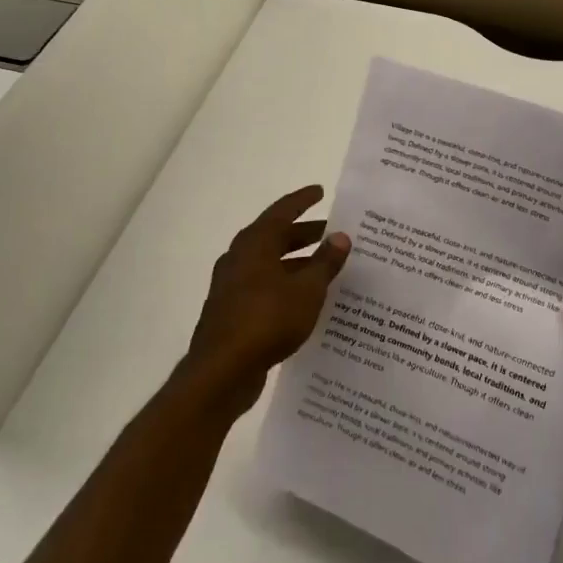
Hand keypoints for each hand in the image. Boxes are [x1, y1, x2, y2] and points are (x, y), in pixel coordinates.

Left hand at [179, 185, 351, 418]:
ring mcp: (232, 287)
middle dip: (304, 234)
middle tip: (331, 233)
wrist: (222, 371)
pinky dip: (286, 286)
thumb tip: (341, 236)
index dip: (302, 200)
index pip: (282, 211)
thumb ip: (325, 262)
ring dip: (296, 263)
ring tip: (325, 268)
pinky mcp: (232, 312)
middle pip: (275, 238)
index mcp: (255, 244)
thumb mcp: (307, 289)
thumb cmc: (267, 319)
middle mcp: (240, 259)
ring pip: (270, 265)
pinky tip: (305, 300)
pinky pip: (264, 288)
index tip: (320, 191)